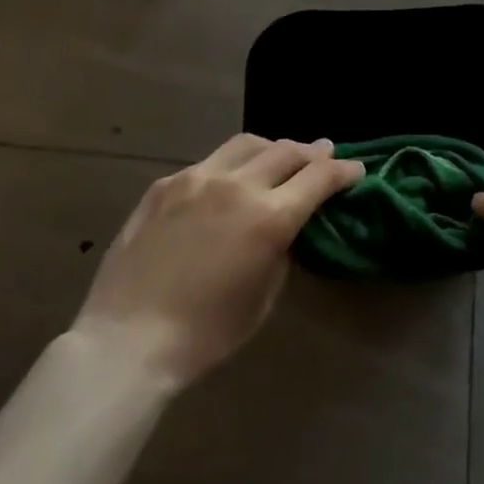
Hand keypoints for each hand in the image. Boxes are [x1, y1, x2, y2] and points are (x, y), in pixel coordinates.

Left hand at [72, 134, 363, 390]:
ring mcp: (198, 178)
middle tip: (324, 154)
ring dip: (272, 148)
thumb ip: (281, 249)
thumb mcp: (262, 298)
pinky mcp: (167, 183)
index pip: (319, 177)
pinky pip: (209, 163)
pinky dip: (231, 166)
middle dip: (312, 152)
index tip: (356, 170)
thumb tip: (286, 225)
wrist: (127, 339)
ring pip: (247, 144)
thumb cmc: (205, 334)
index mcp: (269, 217)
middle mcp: (238, 185)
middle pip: (287, 151)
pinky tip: (228, 181)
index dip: (343, 171)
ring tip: (279, 157)